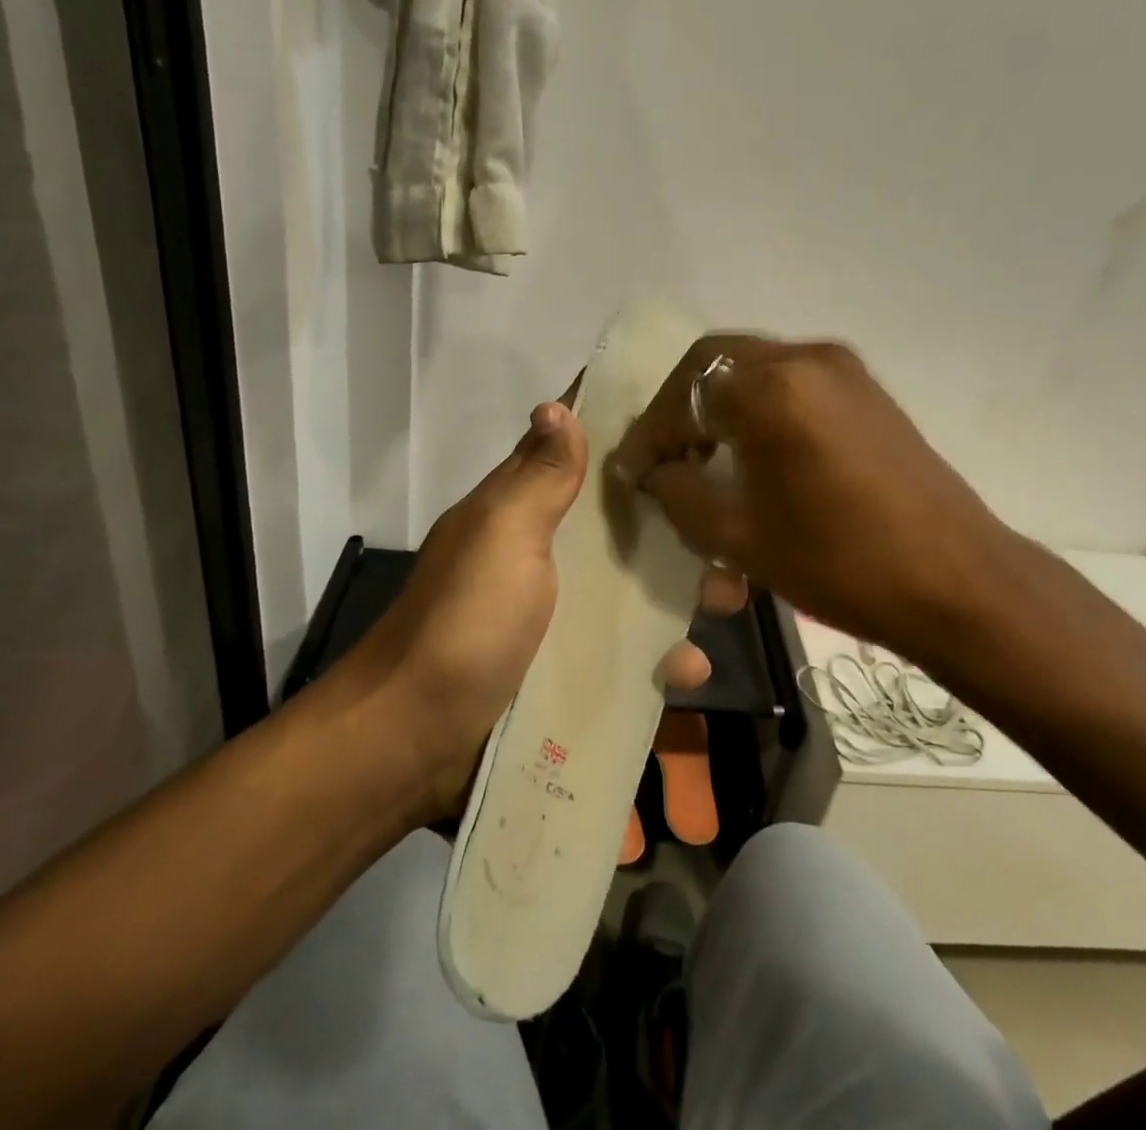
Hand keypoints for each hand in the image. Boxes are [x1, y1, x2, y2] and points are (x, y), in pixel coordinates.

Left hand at [363, 397, 713, 820]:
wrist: (413, 740)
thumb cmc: (465, 622)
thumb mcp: (504, 536)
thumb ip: (539, 478)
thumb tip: (557, 404)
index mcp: (521, 509)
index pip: (572, 450)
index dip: (621, 429)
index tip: (685, 414)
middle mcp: (542, 553)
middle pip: (619, 522)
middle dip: (674, 521)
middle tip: (732, 524)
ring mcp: (556, 613)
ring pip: (631, 586)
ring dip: (680, 590)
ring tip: (729, 598)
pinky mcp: (567, 668)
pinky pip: (626, 652)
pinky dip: (658, 657)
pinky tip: (689, 668)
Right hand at [611, 335, 1020, 649]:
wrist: (957, 580)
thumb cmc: (841, 563)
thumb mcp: (739, 538)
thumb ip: (679, 493)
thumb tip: (652, 471)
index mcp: (771, 390)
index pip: (683, 394)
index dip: (649, 435)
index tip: (631, 473)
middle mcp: (805, 358)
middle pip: (714, 361)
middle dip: (679, 406)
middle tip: (664, 454)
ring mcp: (842, 367)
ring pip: (752, 365)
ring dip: (717, 402)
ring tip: (703, 454)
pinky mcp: (866, 387)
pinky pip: (790, 378)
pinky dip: (756, 403)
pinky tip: (753, 449)